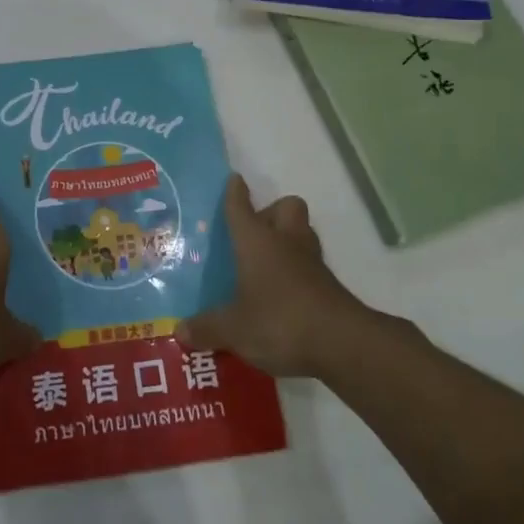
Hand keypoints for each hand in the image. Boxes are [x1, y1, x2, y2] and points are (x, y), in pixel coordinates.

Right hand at [178, 175, 367, 377]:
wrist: (342, 344)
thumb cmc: (280, 321)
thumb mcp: (235, 329)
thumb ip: (208, 328)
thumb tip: (181, 331)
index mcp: (256, 241)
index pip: (241, 207)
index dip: (235, 192)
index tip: (234, 179)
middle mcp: (285, 242)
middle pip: (286, 207)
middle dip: (271, 212)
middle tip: (253, 233)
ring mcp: (311, 262)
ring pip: (302, 232)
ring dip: (288, 239)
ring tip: (267, 262)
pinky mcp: (329, 285)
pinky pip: (310, 265)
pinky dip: (298, 272)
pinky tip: (284, 293)